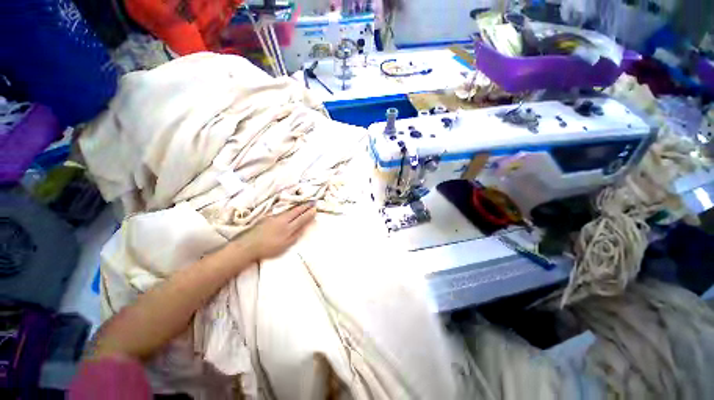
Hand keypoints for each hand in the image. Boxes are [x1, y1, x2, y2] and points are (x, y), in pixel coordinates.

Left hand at [241, 204, 316, 260]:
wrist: (248, 245)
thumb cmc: (269, 248)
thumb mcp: (286, 244)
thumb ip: (296, 235)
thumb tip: (305, 226)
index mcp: (289, 227)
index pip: (302, 218)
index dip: (309, 214)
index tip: (315, 209)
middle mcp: (283, 219)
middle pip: (296, 211)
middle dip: (305, 207)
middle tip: (312, 202)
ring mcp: (275, 217)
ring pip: (289, 210)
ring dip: (298, 206)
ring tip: (303, 204)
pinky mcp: (268, 217)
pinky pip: (282, 211)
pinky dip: (289, 209)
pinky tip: (290, 209)